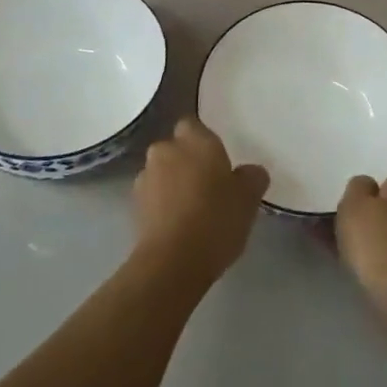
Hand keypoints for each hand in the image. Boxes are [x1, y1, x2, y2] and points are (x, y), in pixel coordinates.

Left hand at [134, 116, 267, 284]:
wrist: (173, 262)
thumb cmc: (216, 219)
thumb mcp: (249, 198)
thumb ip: (252, 177)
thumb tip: (249, 172)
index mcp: (195, 140)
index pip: (193, 124)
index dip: (203, 140)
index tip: (217, 160)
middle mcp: (165, 150)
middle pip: (175, 148)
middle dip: (187, 161)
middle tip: (209, 184)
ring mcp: (145, 177)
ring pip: (162, 172)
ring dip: (173, 183)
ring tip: (192, 209)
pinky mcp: (134, 206)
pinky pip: (153, 196)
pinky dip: (162, 204)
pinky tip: (178, 225)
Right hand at [336, 156, 386, 321]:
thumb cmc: (378, 237)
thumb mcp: (354, 202)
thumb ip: (358, 185)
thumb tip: (367, 183)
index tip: (380, 148)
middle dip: (380, 186)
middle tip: (350, 178)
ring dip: (368, 215)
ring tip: (333, 211)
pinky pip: (381, 240)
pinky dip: (363, 240)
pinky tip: (332, 242)